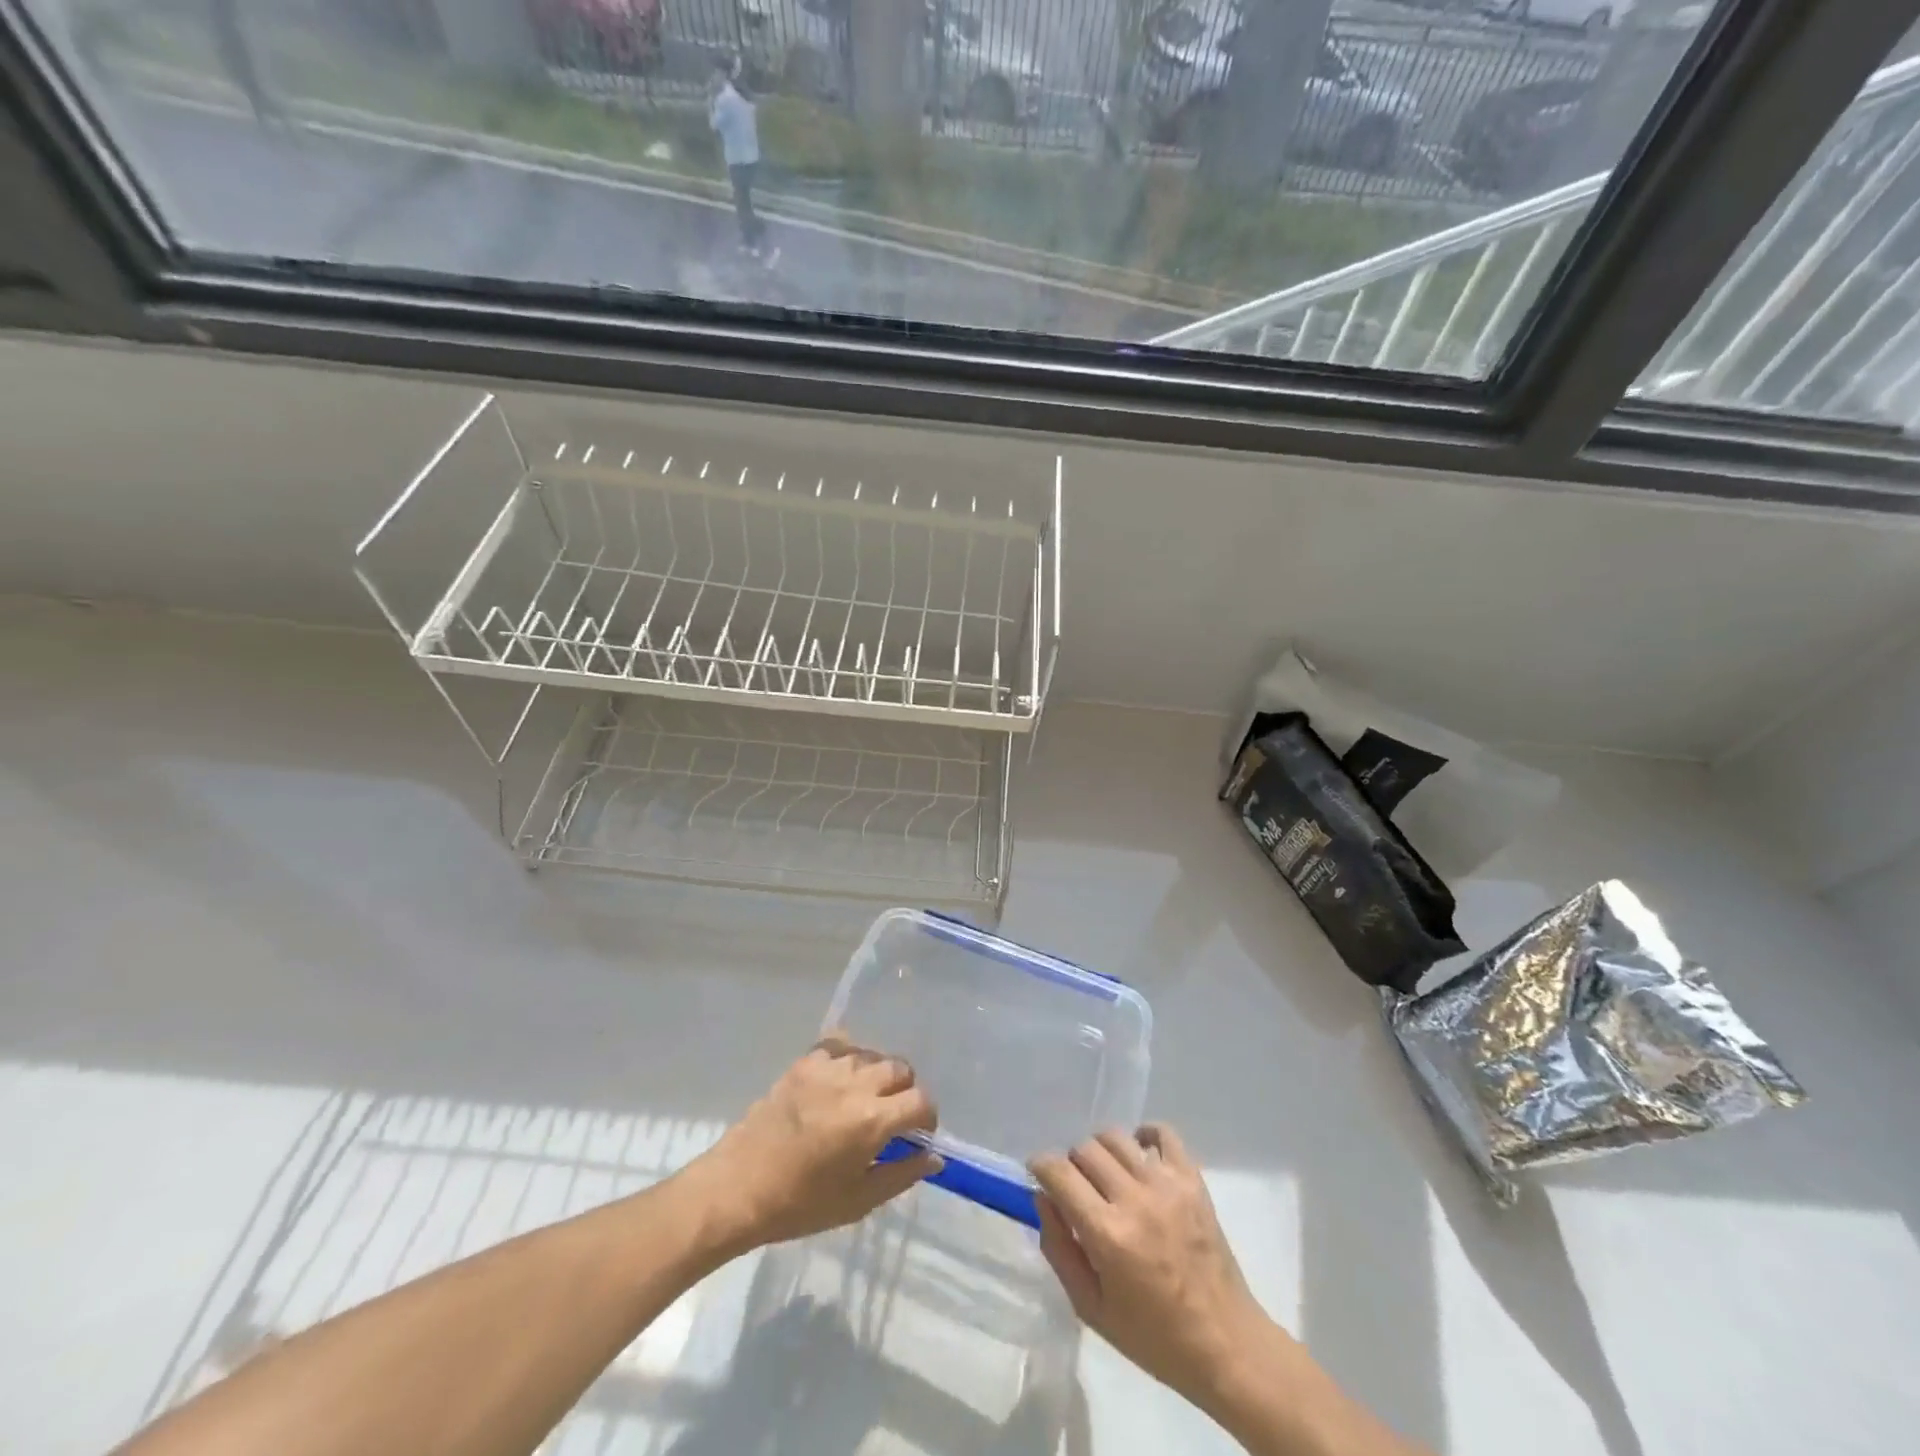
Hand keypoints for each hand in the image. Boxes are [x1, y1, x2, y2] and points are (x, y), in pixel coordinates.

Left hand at [693, 1037, 942, 1251]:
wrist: (738, 1188)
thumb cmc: (799, 1204)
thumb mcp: (858, 1201)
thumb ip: (901, 1174)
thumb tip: (934, 1156)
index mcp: (872, 1120)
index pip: (920, 1100)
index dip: (927, 1117)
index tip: (918, 1133)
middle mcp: (855, 1084)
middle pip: (900, 1069)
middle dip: (905, 1091)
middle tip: (892, 1116)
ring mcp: (828, 1068)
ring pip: (872, 1055)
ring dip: (878, 1074)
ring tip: (865, 1098)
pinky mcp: (804, 1062)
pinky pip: (840, 1045)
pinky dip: (849, 1057)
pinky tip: (841, 1080)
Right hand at [1030, 1125, 1274, 1409]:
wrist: (1225, 1345)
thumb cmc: (1154, 1337)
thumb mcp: (1091, 1308)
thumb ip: (1059, 1249)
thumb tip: (1043, 1198)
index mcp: (1107, 1234)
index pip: (1059, 1172)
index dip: (1041, 1166)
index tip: (1039, 1174)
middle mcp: (1135, 1199)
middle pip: (1085, 1149)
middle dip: (1071, 1163)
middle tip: (1077, 1189)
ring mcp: (1167, 1185)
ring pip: (1116, 1137)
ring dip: (1101, 1151)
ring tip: (1106, 1176)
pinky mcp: (1193, 1180)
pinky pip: (1163, 1133)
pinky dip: (1144, 1135)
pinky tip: (1139, 1155)